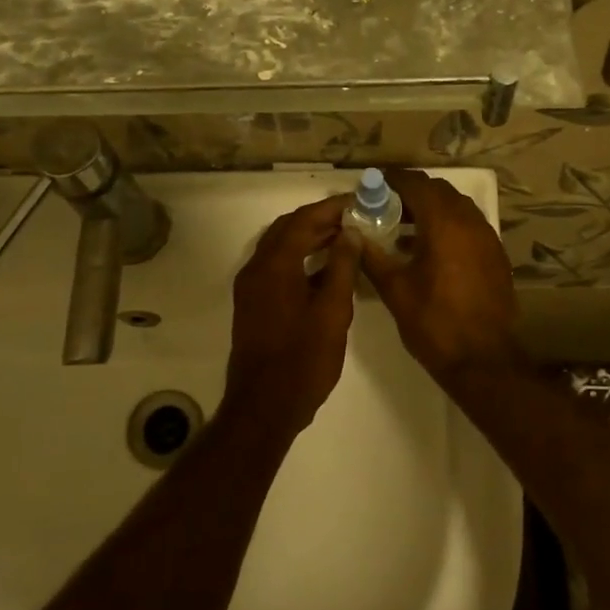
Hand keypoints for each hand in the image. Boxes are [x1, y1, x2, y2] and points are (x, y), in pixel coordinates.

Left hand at [222, 196, 360, 434]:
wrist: (264, 406)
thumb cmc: (303, 359)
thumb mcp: (332, 312)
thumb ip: (341, 267)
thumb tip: (351, 233)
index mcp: (274, 265)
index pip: (303, 220)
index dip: (331, 208)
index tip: (358, 203)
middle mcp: (256, 269)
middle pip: (288, 229)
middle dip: (319, 220)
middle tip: (354, 219)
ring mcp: (251, 287)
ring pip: (280, 248)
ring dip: (309, 238)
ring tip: (345, 239)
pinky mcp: (254, 304)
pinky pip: (276, 267)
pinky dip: (299, 259)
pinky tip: (326, 270)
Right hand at [359, 169, 528, 392]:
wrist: (483, 360)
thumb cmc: (434, 323)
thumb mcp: (394, 290)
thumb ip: (372, 256)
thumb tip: (352, 234)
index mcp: (444, 224)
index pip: (416, 184)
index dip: (393, 181)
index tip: (373, 187)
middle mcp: (470, 222)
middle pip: (439, 191)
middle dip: (412, 194)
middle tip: (385, 208)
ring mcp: (487, 238)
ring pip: (457, 208)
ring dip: (431, 210)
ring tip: (404, 229)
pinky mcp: (495, 256)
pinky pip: (469, 227)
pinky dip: (448, 227)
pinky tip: (429, 251)